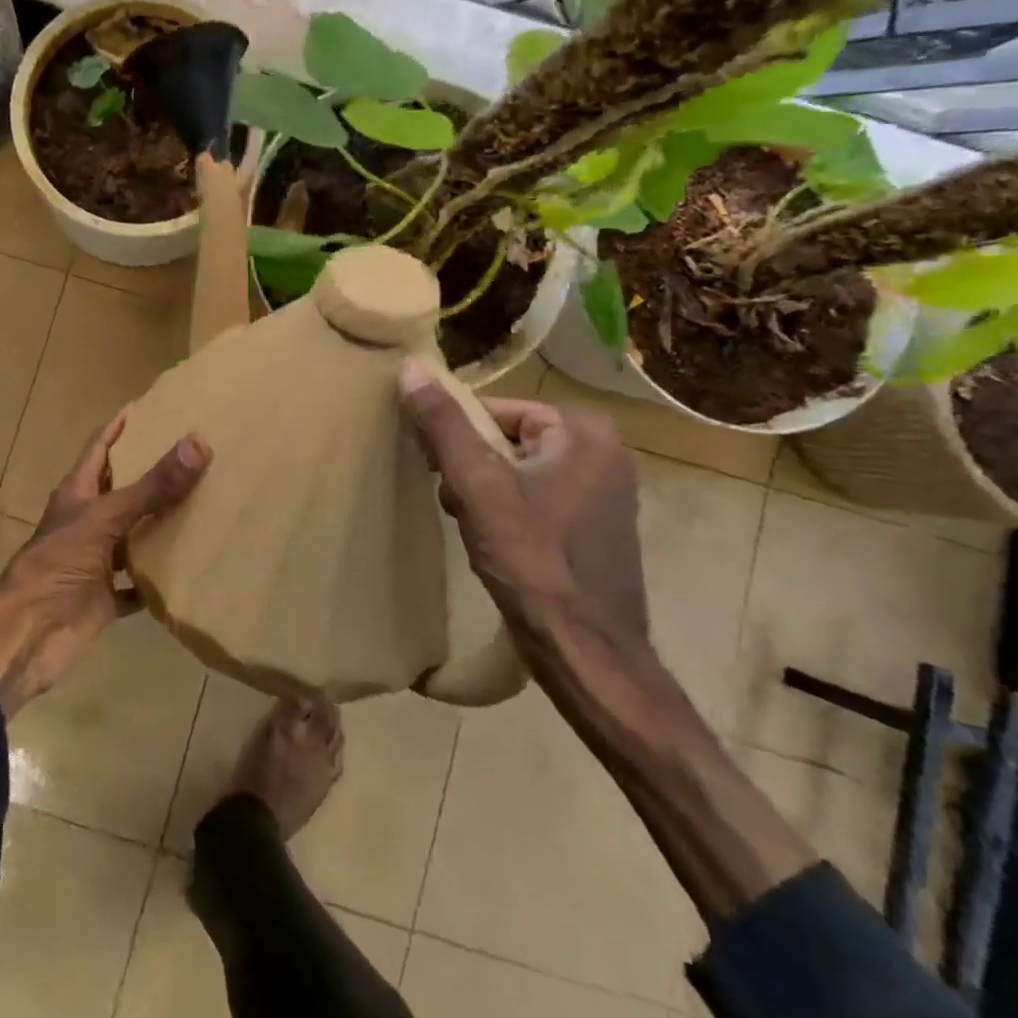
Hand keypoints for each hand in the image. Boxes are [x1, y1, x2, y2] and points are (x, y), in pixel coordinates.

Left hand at [0, 408, 209, 716]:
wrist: (27, 636)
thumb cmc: (57, 565)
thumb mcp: (106, 518)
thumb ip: (152, 485)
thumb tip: (198, 441)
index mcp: (78, 493)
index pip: (101, 446)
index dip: (121, 425)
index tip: (150, 405)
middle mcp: (87, 521)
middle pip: (121, 488)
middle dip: (151, 471)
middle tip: (194, 452)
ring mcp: (96, 560)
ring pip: (133, 534)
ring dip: (160, 523)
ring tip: (204, 502)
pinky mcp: (105, 596)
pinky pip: (138, 582)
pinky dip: (159, 577)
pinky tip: (191, 567)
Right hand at [398, 361, 646, 655]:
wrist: (586, 650)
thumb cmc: (532, 559)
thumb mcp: (477, 484)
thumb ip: (443, 424)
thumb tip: (411, 367)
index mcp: (583, 431)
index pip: (496, 410)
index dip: (459, 437)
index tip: (438, 469)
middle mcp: (605, 452)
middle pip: (508, 440)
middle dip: (472, 468)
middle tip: (454, 501)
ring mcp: (606, 492)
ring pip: (520, 472)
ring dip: (486, 493)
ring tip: (471, 526)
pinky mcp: (599, 528)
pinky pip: (539, 499)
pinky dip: (511, 513)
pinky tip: (496, 544)